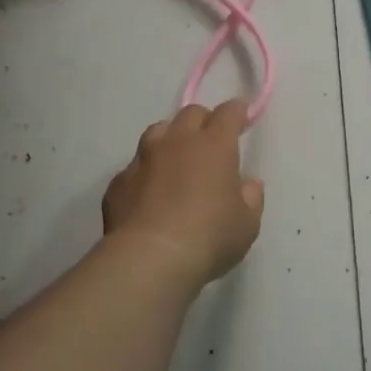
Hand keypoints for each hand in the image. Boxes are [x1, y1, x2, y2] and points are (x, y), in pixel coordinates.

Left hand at [102, 101, 264, 285]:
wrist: (150, 259)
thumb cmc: (210, 237)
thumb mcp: (247, 223)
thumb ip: (251, 198)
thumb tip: (247, 184)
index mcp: (214, 146)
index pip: (228, 113)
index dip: (236, 111)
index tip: (241, 115)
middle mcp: (177, 142)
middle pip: (191, 114)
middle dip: (203, 121)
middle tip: (210, 140)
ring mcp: (143, 160)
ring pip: (158, 132)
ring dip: (171, 139)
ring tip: (176, 159)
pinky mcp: (119, 182)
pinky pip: (135, 167)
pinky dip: (146, 173)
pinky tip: (150, 194)